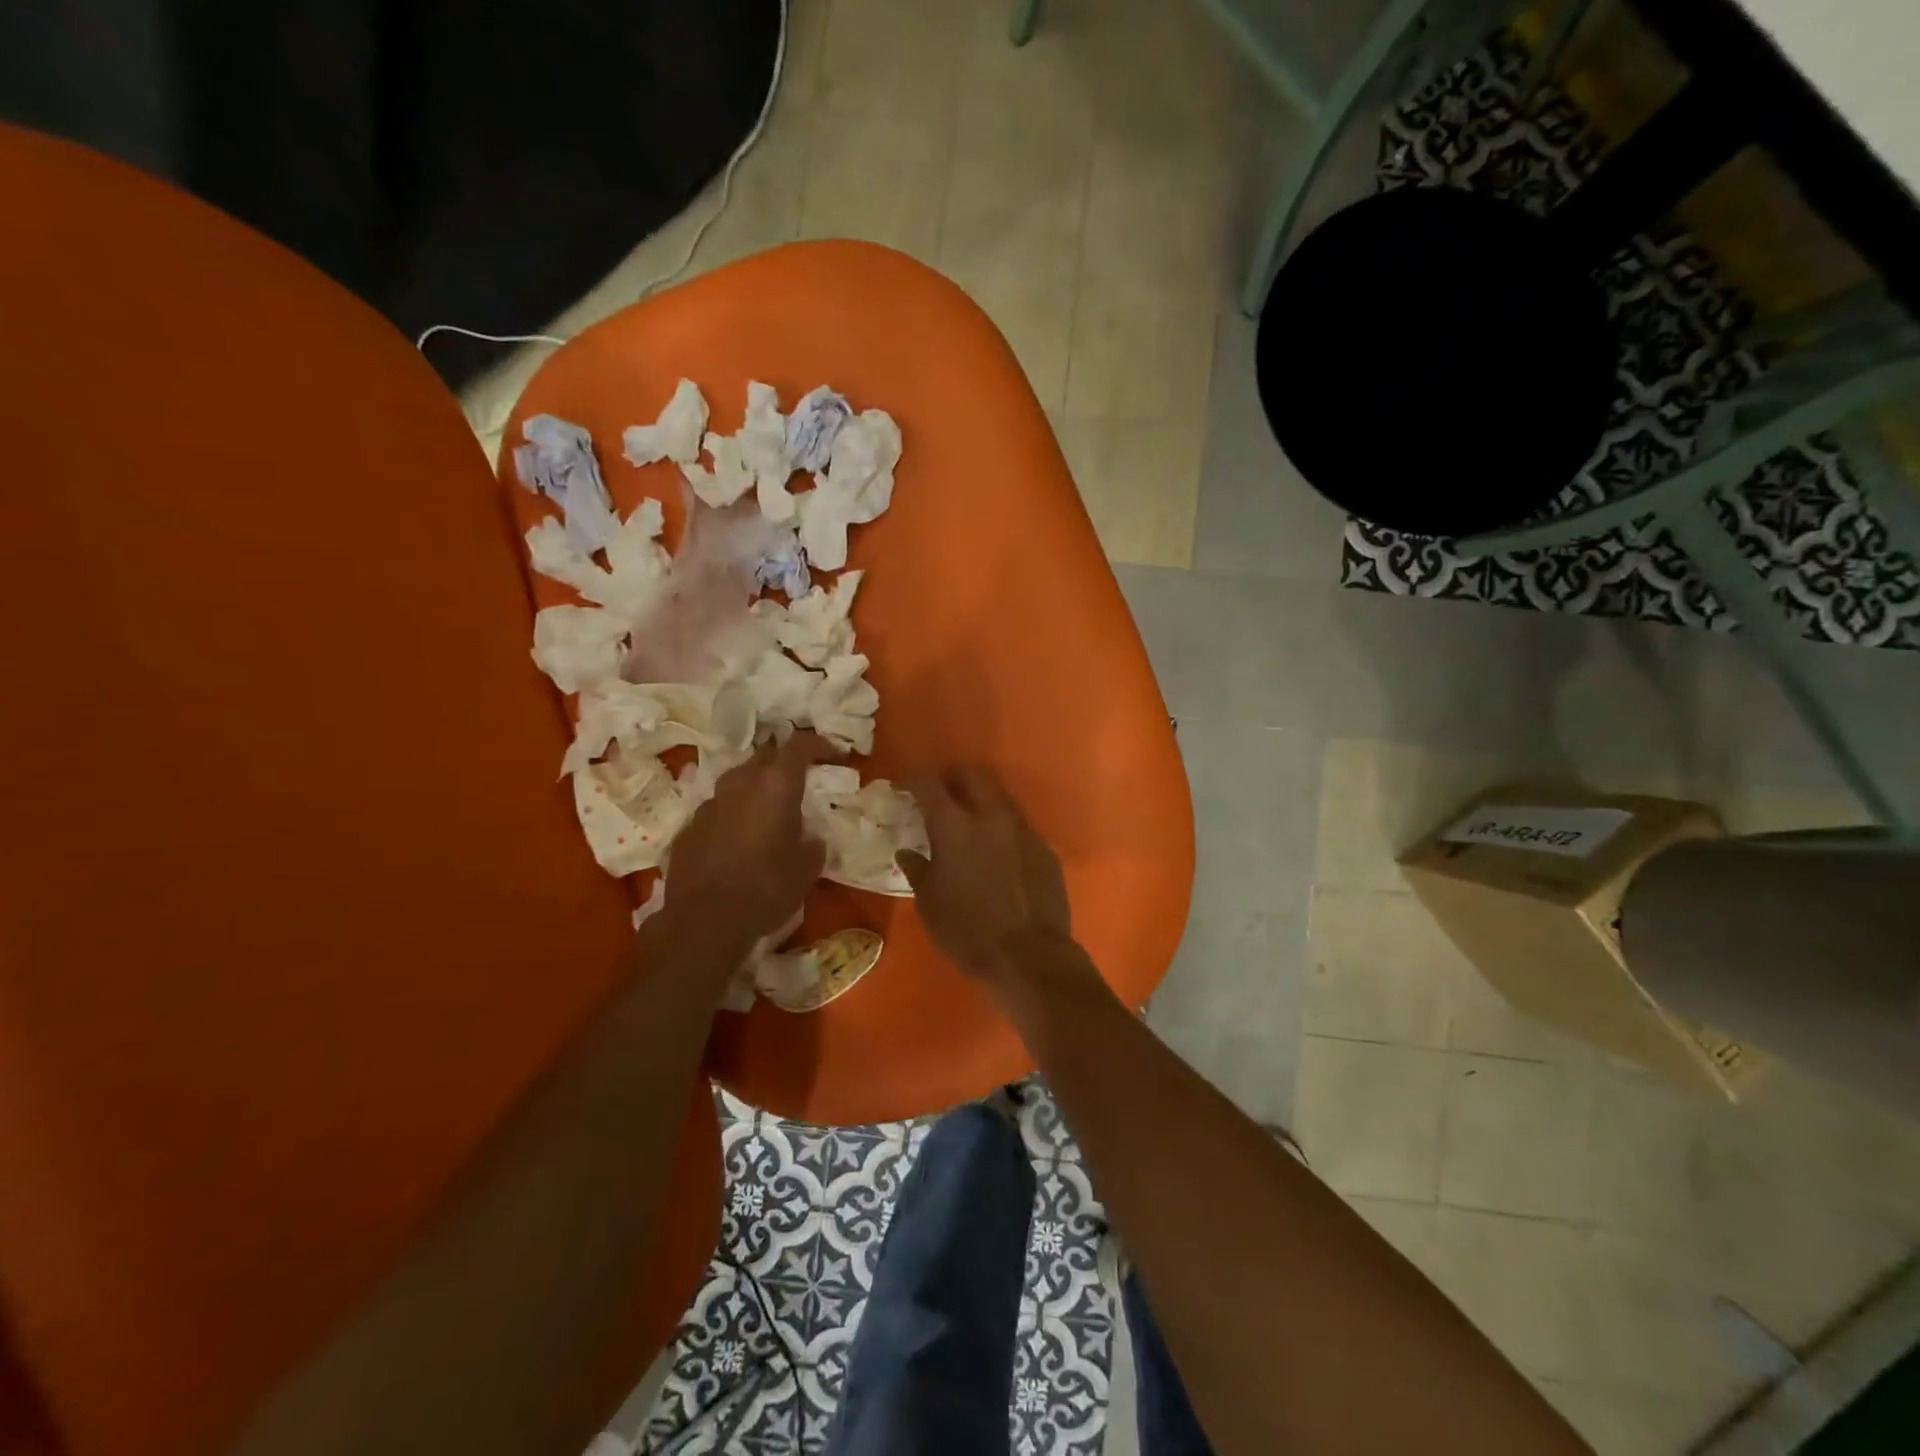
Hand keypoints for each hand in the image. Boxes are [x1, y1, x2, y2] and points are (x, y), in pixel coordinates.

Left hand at [666, 733, 837, 952]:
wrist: (703, 921)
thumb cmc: (766, 888)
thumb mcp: (807, 868)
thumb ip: (812, 844)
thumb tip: (810, 839)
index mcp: (775, 785)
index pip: (800, 745)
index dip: (820, 745)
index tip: (835, 756)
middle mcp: (740, 783)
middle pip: (765, 756)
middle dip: (784, 764)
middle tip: (800, 782)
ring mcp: (709, 803)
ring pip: (738, 782)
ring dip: (756, 790)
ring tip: (769, 812)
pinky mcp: (689, 827)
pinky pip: (719, 810)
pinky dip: (733, 816)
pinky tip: (739, 841)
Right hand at [897, 768, 1086, 993]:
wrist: (1031, 956)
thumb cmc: (968, 932)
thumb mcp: (929, 903)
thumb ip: (917, 869)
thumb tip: (907, 851)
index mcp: (955, 827)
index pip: (929, 785)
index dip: (914, 779)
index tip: (904, 785)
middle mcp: (992, 817)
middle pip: (973, 776)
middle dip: (953, 776)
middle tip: (939, 790)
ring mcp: (1024, 831)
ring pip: (1001, 798)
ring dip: (982, 799)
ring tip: (969, 818)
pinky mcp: (1045, 850)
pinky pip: (1019, 827)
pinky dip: (1002, 829)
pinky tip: (997, 852)